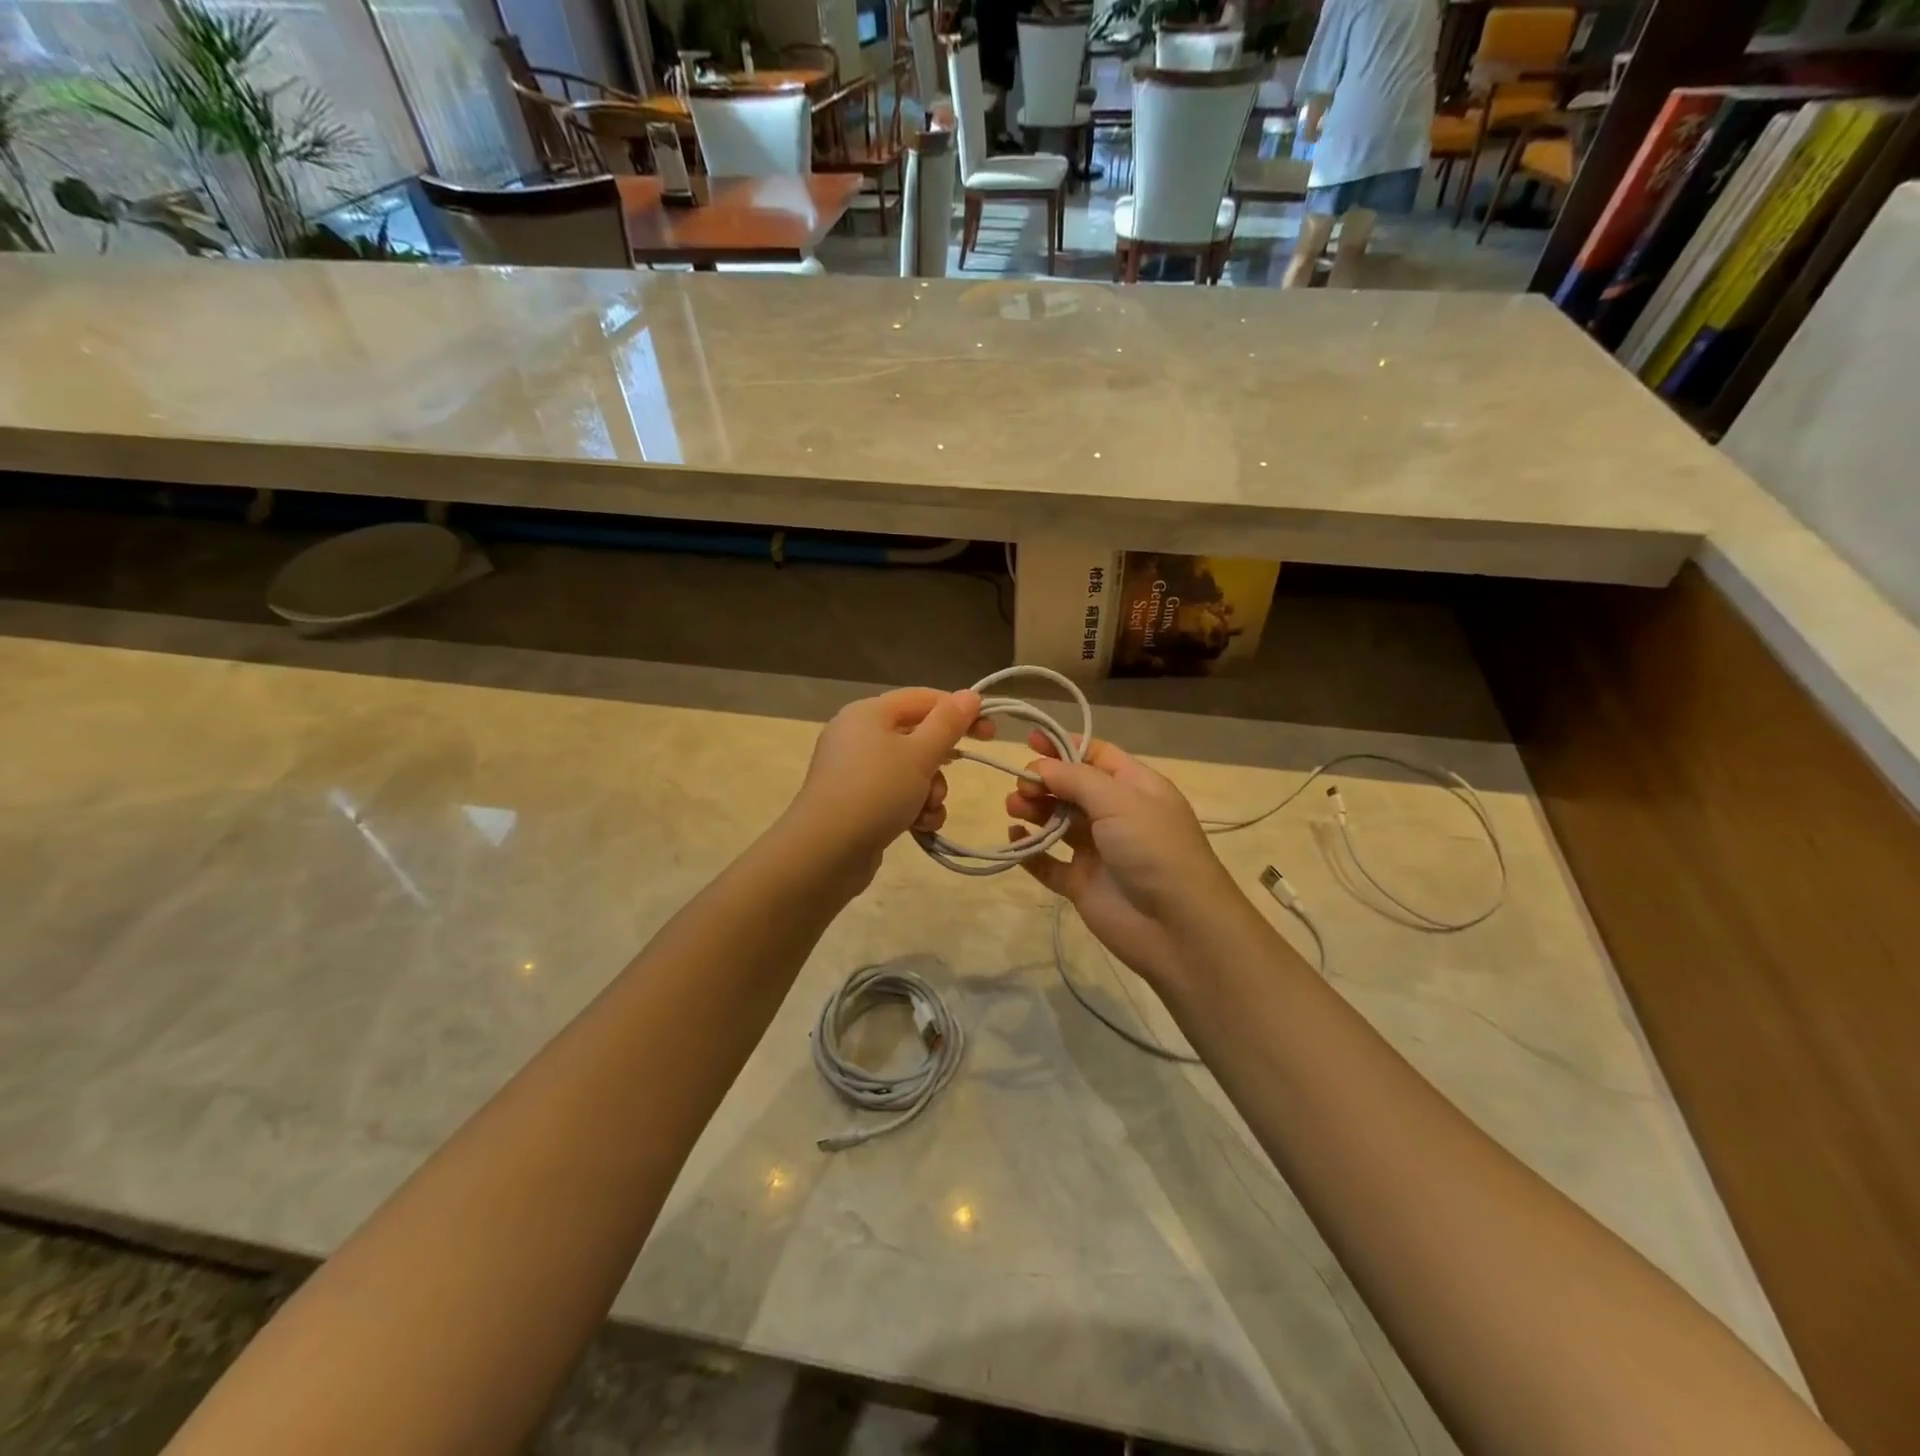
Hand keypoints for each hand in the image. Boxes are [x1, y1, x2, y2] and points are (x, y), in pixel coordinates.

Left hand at [784, 687, 992, 885]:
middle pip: (916, 735)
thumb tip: (969, 695)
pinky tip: (918, 826)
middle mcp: (858, 735)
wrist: (826, 851)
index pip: (923, 698)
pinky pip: (896, 794)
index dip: (959, 710)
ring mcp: (855, 771)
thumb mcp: (920, 754)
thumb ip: (948, 724)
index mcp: (869, 713)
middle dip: (942, 757)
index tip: (990, 730)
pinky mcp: (857, 802)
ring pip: (910, 769)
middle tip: (967, 765)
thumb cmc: (876, 791)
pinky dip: (913, 807)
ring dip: (931, 789)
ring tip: (928, 808)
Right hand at [1006, 734, 1245, 989]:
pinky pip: (1049, 863)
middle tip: (1021, 787)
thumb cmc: (1154, 848)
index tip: (1029, 741)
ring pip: (1058, 823)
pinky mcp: (1083, 884)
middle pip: (1072, 789)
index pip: (1097, 756)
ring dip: (1034, 812)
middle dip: (1044, 782)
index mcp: (1136, 788)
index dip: (1064, 746)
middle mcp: (1117, 815)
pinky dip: (1030, 851)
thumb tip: (1041, 766)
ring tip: (1013, 810)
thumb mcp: (1119, 800)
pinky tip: (1015, 840)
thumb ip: (1075, 779)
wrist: (1178, 926)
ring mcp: (1099, 851)